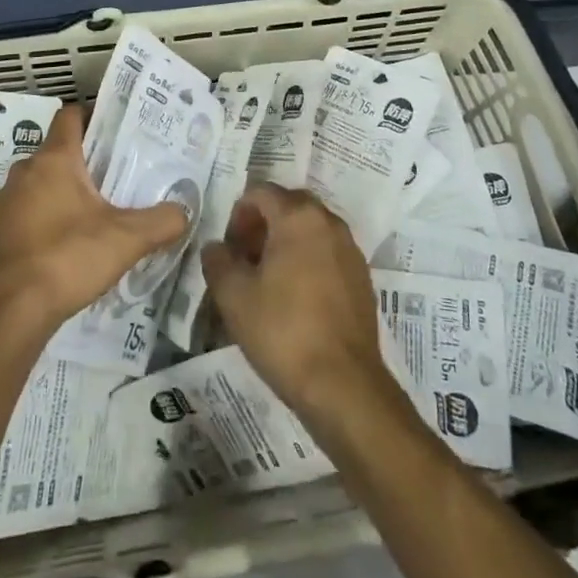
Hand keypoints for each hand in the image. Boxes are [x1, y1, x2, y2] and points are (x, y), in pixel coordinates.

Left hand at [0, 103, 189, 342]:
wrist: (5, 315)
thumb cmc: (66, 259)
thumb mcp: (125, 240)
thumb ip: (160, 222)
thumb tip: (183, 213)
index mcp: (53, 160)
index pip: (70, 116)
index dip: (91, 116)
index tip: (114, 131)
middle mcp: (21, 173)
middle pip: (54, 154)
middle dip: (80, 165)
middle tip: (111, 181)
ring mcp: (0, 206)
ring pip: (34, 188)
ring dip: (56, 197)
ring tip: (86, 220)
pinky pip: (18, 219)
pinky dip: (36, 226)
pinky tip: (56, 253)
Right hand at [201, 185, 397, 429]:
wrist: (343, 385)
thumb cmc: (283, 331)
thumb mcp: (234, 296)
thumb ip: (218, 261)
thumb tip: (216, 247)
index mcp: (298, 216)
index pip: (261, 192)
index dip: (238, 215)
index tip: (229, 248)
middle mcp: (329, 222)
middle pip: (288, 206)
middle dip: (262, 225)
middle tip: (244, 260)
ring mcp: (350, 249)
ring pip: (310, 230)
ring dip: (286, 243)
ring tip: (267, 281)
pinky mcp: (362, 277)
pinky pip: (328, 253)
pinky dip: (308, 261)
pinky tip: (295, 299)